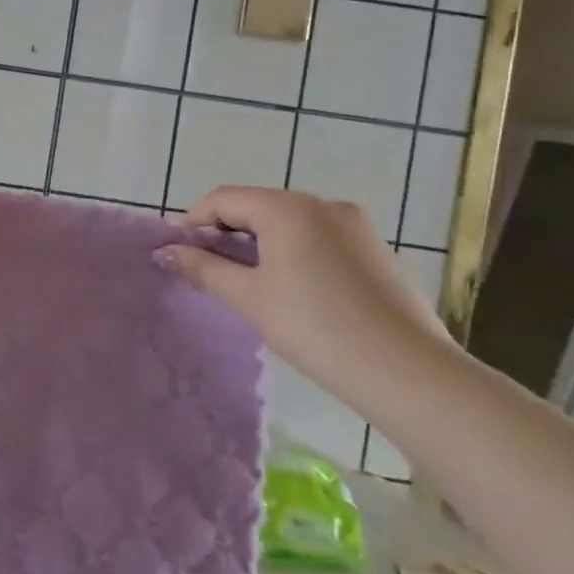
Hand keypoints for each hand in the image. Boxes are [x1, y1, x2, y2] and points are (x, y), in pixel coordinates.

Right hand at [156, 187, 454, 401]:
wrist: (408, 373)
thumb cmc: (315, 327)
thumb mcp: (248, 297)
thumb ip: (203, 268)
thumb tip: (165, 252)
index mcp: (286, 206)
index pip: (222, 199)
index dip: (193, 223)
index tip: (179, 254)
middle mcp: (322, 203)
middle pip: (257, 207)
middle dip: (227, 234)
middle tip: (209, 272)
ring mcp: (355, 225)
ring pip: (289, 223)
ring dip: (260, 245)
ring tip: (249, 285)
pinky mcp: (376, 249)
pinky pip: (319, 239)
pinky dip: (294, 253)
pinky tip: (294, 292)